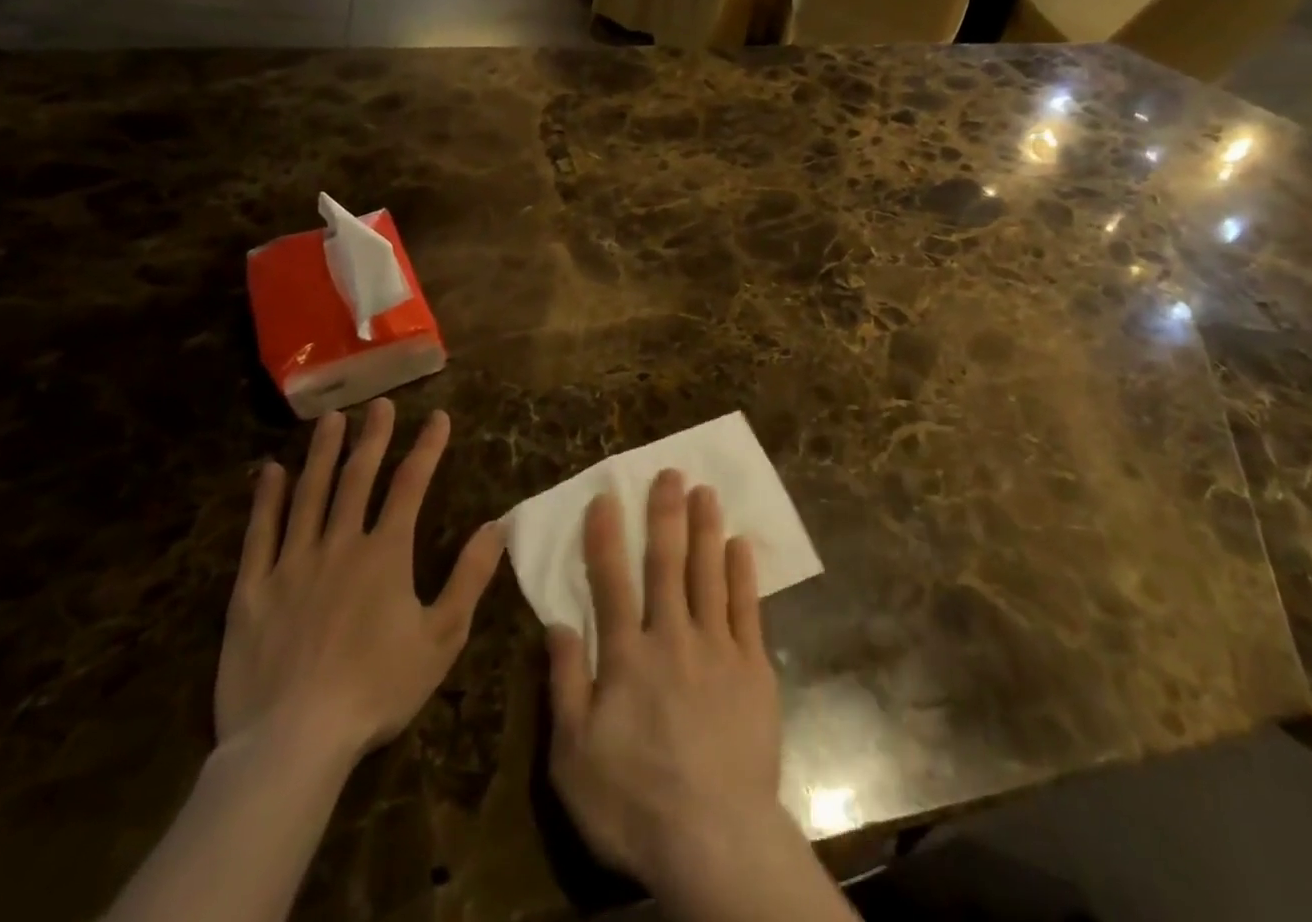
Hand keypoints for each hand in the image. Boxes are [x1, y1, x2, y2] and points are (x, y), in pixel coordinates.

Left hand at [216, 400, 503, 767]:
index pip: (411, 485)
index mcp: (386, 553)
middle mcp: (339, 544)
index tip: (438, 417)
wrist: (292, 743)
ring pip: (308, 495)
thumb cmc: (376, 689)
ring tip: (330, 420)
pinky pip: (259, 535)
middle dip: (372, 437)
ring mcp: (292, 565)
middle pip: (357, 478)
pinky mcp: (252, 591)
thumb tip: (497, 526)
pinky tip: (270, 472)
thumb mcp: (442, 637)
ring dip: (322, 454)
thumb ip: (470, 577)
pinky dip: (266, 500)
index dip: (427, 447)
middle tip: (380, 404)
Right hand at [545, 470, 788, 895]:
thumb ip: (566, 684)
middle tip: (670, 472)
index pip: (611, 582)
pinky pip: (748, 607)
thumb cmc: (635, 802)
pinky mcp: (753, 666)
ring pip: (709, 573)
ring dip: (706, 528)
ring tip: (706, 490)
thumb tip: (557, 624)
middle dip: (666, 514)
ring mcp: (717, 647)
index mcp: (627, 656)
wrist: (715, 838)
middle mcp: (672, 636)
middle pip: (667, 563)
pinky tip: (741, 543)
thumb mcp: (574, 756)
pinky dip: (743, 572)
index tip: (607, 497)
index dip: (606, 537)